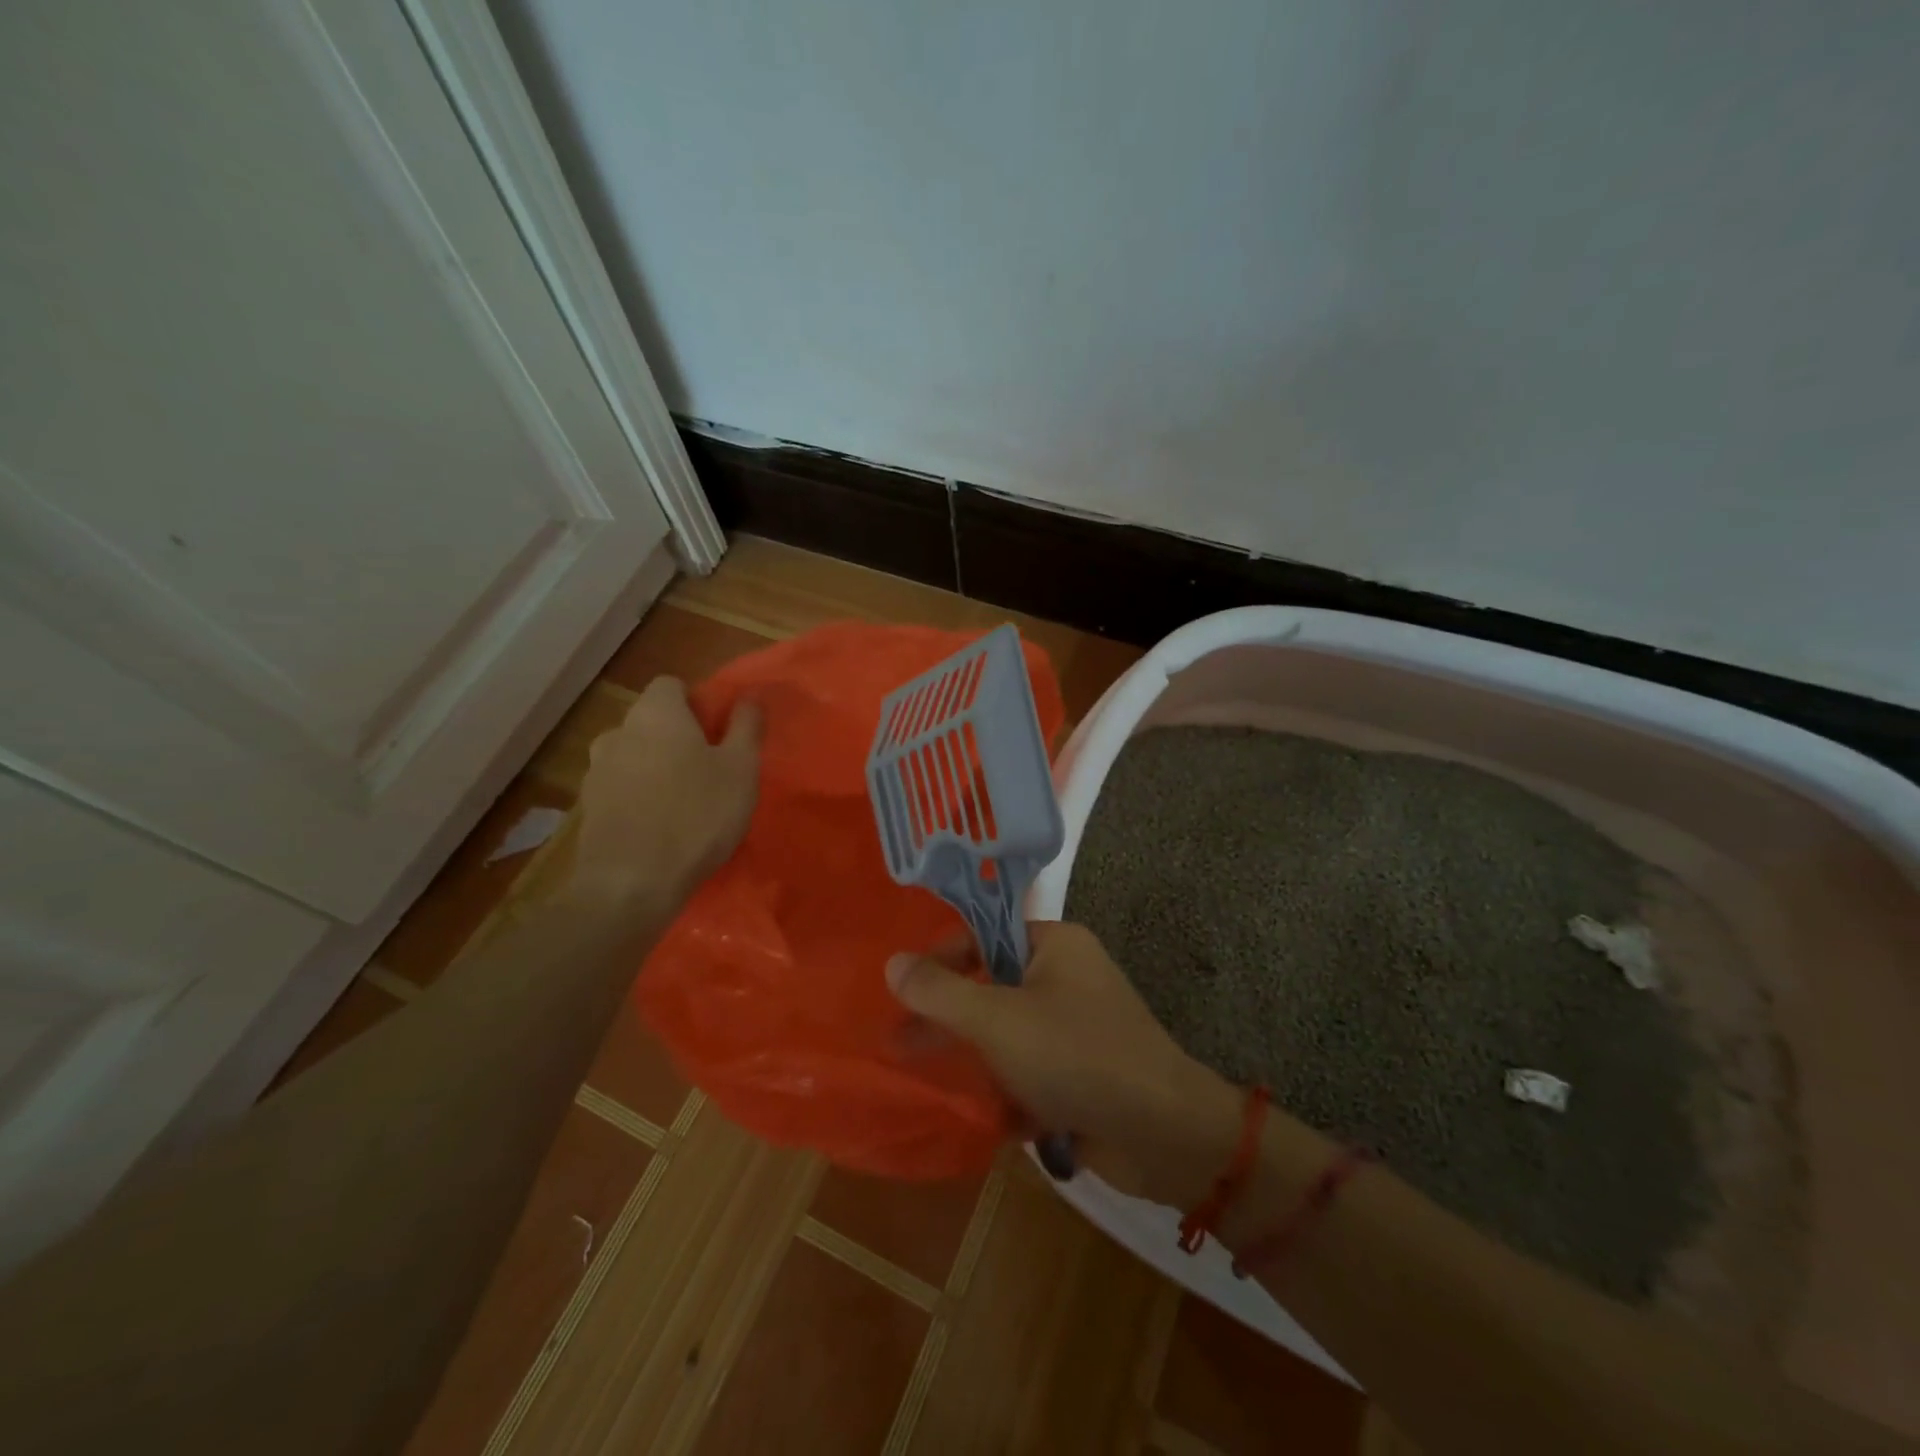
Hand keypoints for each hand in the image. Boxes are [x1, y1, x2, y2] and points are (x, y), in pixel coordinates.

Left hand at [569, 676, 760, 908]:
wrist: (630, 883)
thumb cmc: (696, 816)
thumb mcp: (740, 769)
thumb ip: (746, 727)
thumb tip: (749, 697)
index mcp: (655, 714)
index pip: (671, 685)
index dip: (696, 703)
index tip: (718, 733)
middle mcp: (618, 732)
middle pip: (651, 721)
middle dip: (677, 738)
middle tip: (708, 770)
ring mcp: (596, 771)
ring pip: (634, 756)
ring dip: (655, 768)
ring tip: (683, 803)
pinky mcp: (587, 808)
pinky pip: (620, 789)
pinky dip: (638, 798)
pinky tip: (659, 828)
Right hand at [885, 922, 1240, 1203]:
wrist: (1163, 1135)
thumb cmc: (1075, 1056)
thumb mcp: (997, 1019)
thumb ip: (940, 991)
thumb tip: (892, 962)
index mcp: (1055, 946)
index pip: (984, 935)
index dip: (942, 960)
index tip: (904, 991)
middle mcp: (1068, 978)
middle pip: (993, 987)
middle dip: (950, 1018)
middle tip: (901, 1043)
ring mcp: (1079, 1028)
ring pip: (1009, 1034)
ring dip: (975, 1058)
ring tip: (930, 1082)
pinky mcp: (1084, 1074)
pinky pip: (1032, 1070)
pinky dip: (1008, 1089)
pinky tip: (981, 1116)